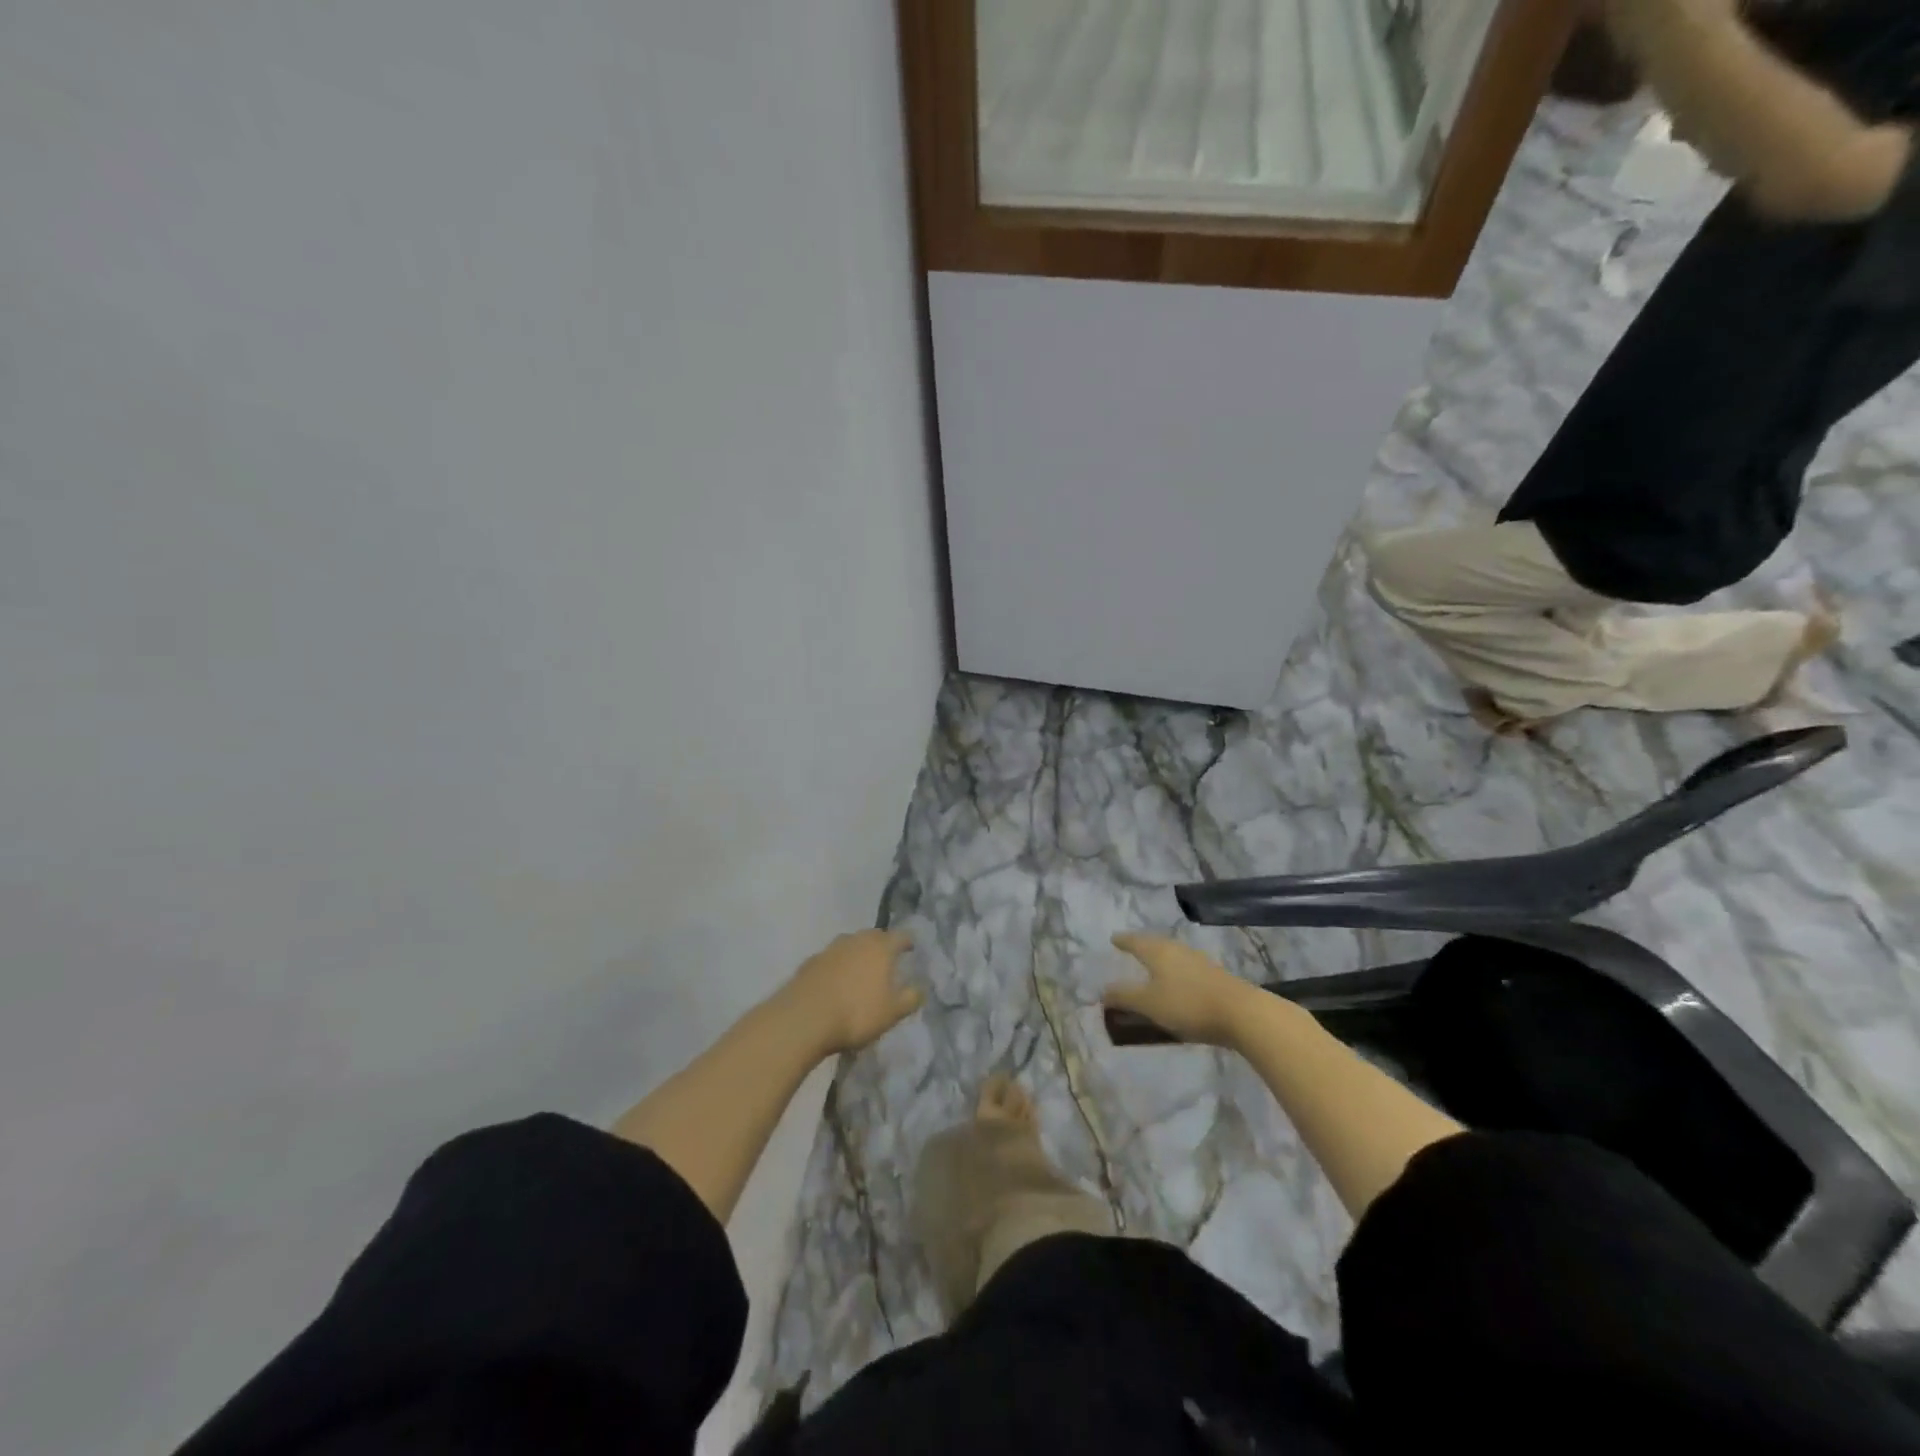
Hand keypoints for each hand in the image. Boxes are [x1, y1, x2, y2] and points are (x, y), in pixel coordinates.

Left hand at [781, 929, 922, 1054]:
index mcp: (880, 947)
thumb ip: (910, 998)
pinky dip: (837, 966)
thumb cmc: (856, 1013)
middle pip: (873, 936)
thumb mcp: (892, 1012)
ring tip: (861, 971)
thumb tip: (921, 988)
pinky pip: (831, 959)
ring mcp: (830, 949)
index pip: (900, 936)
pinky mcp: (810, 962)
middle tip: (886, 961)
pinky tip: (836, 982)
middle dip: (881, 945)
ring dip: (857, 954)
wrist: (804, 1018)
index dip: (907, 942)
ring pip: (850, 945)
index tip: (911, 949)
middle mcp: (856, 940)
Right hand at [1105, 933, 1258, 1047]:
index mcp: (1157, 951)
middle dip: (1141, 946)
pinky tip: (1176, 982)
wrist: (1241, 1013)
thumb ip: (1124, 997)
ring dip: (1159, 959)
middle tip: (1130, 949)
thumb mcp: (1149, 1004)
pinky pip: (1185, 967)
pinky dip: (1174, 971)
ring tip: (1151, 966)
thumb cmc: (1187, 1004)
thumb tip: (1103, 991)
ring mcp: (1198, 961)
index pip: (1135, 941)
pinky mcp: (1214, 976)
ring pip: (1171, 955)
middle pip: (1154, 944)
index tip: (1113, 939)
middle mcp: (1177, 950)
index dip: (1123, 941)